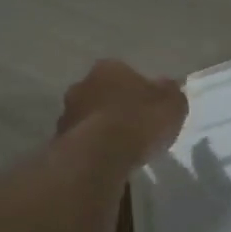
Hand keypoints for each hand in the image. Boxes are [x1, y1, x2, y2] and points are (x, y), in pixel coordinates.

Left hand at [56, 60, 187, 166]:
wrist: (100, 154)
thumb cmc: (140, 121)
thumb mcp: (172, 103)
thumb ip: (170, 93)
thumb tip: (167, 87)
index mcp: (108, 68)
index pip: (124, 73)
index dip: (137, 90)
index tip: (148, 108)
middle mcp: (82, 84)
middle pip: (102, 94)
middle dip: (114, 107)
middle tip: (132, 127)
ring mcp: (66, 113)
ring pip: (88, 118)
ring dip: (99, 129)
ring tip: (119, 150)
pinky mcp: (58, 141)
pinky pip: (81, 142)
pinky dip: (91, 149)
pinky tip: (105, 163)